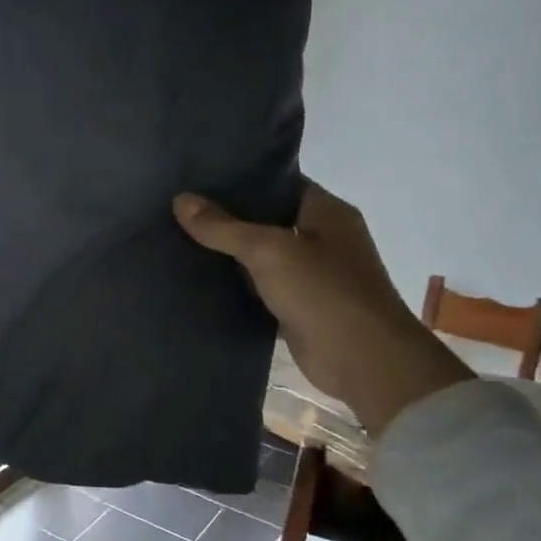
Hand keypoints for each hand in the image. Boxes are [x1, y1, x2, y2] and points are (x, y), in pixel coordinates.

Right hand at [173, 182, 470, 436]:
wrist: (362, 361)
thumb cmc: (324, 293)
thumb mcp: (268, 251)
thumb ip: (223, 227)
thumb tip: (180, 200)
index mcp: (326, 212)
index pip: (278, 183)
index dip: (240, 180)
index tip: (196, 179)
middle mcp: (321, 238)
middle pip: (265, 219)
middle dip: (225, 217)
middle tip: (177, 209)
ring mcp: (310, 275)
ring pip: (259, 256)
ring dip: (226, 253)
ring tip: (177, 239)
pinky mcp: (296, 307)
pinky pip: (258, 288)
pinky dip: (233, 285)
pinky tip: (197, 279)